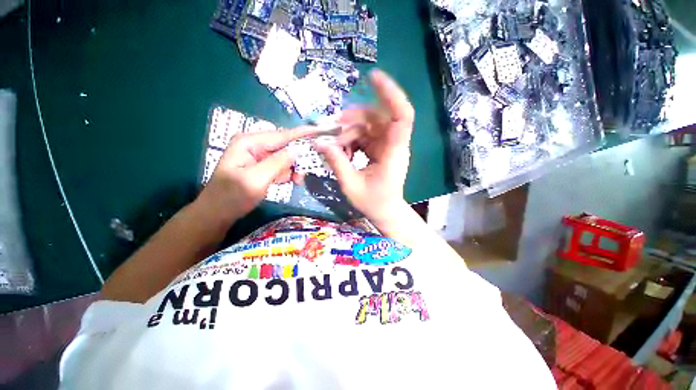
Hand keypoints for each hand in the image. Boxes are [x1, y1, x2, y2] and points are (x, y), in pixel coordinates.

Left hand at [197, 127, 316, 225]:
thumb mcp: (256, 180)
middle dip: (298, 158)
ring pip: (285, 158)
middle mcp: (255, 146)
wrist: (217, 213)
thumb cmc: (232, 196)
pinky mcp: (262, 167)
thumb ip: (277, 163)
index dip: (302, 133)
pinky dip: (288, 174)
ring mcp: (259, 157)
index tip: (320, 131)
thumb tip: (297, 150)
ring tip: (298, 181)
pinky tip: (290, 181)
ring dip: (293, 169)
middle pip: (285, 146)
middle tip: (305, 173)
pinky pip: (281, 166)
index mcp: (249, 143)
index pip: (281, 135)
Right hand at [315, 69, 414, 227]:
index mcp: (393, 152)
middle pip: (375, 118)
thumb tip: (319, 143)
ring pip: (367, 126)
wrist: (386, 211)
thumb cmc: (373, 203)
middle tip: (332, 130)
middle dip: (352, 121)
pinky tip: (342, 151)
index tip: (373, 77)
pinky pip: (364, 135)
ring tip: (334, 146)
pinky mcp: (380, 149)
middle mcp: (393, 144)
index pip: (401, 116)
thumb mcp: (351, 185)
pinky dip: (351, 140)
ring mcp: (387, 145)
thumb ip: (337, 163)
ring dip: (348, 132)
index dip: (391, 94)